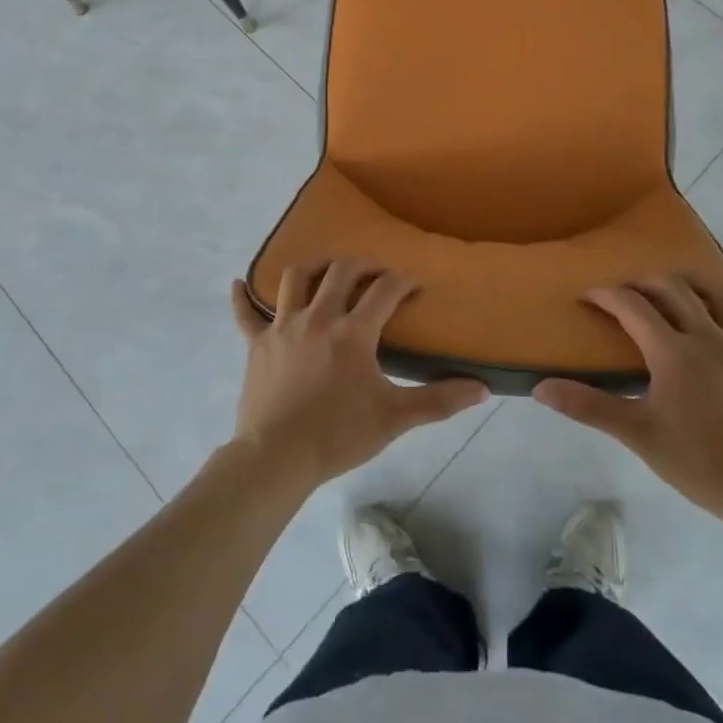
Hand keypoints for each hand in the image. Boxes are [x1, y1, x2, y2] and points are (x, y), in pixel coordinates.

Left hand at [231, 262, 487, 492]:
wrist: (277, 458)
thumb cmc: (338, 434)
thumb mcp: (394, 418)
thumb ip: (439, 401)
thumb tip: (482, 389)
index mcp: (352, 330)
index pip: (384, 291)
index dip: (403, 282)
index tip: (414, 285)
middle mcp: (318, 316)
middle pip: (341, 272)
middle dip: (363, 265)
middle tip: (376, 273)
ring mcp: (282, 326)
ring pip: (295, 278)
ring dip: (314, 267)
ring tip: (327, 269)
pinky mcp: (257, 343)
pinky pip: (245, 313)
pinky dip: (242, 297)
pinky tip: (239, 284)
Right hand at [533, 276, 722, 541]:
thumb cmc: (697, 461)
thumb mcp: (636, 433)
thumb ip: (588, 406)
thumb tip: (541, 388)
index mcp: (673, 349)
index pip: (631, 306)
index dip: (606, 295)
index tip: (587, 295)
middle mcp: (708, 335)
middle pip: (673, 289)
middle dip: (645, 283)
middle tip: (627, 291)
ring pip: (721, 298)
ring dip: (697, 285)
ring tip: (681, 286)